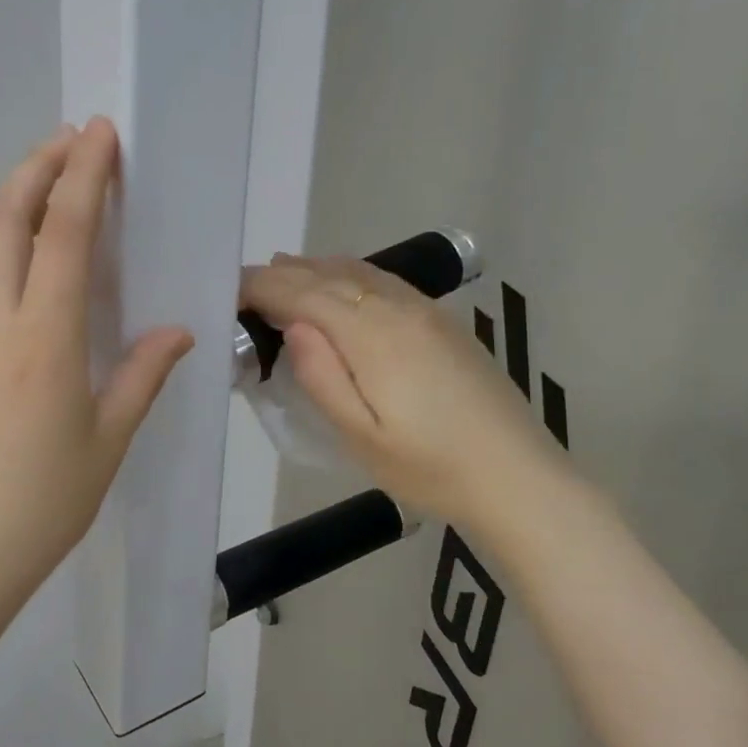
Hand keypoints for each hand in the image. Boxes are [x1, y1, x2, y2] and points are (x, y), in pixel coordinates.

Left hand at [0, 119, 192, 619]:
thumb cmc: (41, 504)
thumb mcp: (107, 442)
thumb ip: (142, 376)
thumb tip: (176, 332)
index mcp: (44, 338)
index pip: (65, 234)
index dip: (84, 176)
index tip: (100, 134)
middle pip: (5, 218)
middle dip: (37, 166)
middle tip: (70, 140)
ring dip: (9, 201)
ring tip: (42, 185)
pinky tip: (16, 263)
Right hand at [240, 254, 575, 533]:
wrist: (519, 478)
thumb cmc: (431, 468)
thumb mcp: (362, 439)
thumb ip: (322, 378)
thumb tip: (292, 325)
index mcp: (372, 336)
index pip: (303, 294)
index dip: (262, 288)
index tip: (228, 291)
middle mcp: (397, 308)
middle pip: (328, 276)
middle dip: (281, 275)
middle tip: (244, 284)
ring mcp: (425, 310)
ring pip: (357, 272)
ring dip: (313, 268)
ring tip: (280, 270)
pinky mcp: (442, 320)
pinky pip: (383, 280)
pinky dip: (348, 273)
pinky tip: (340, 282)